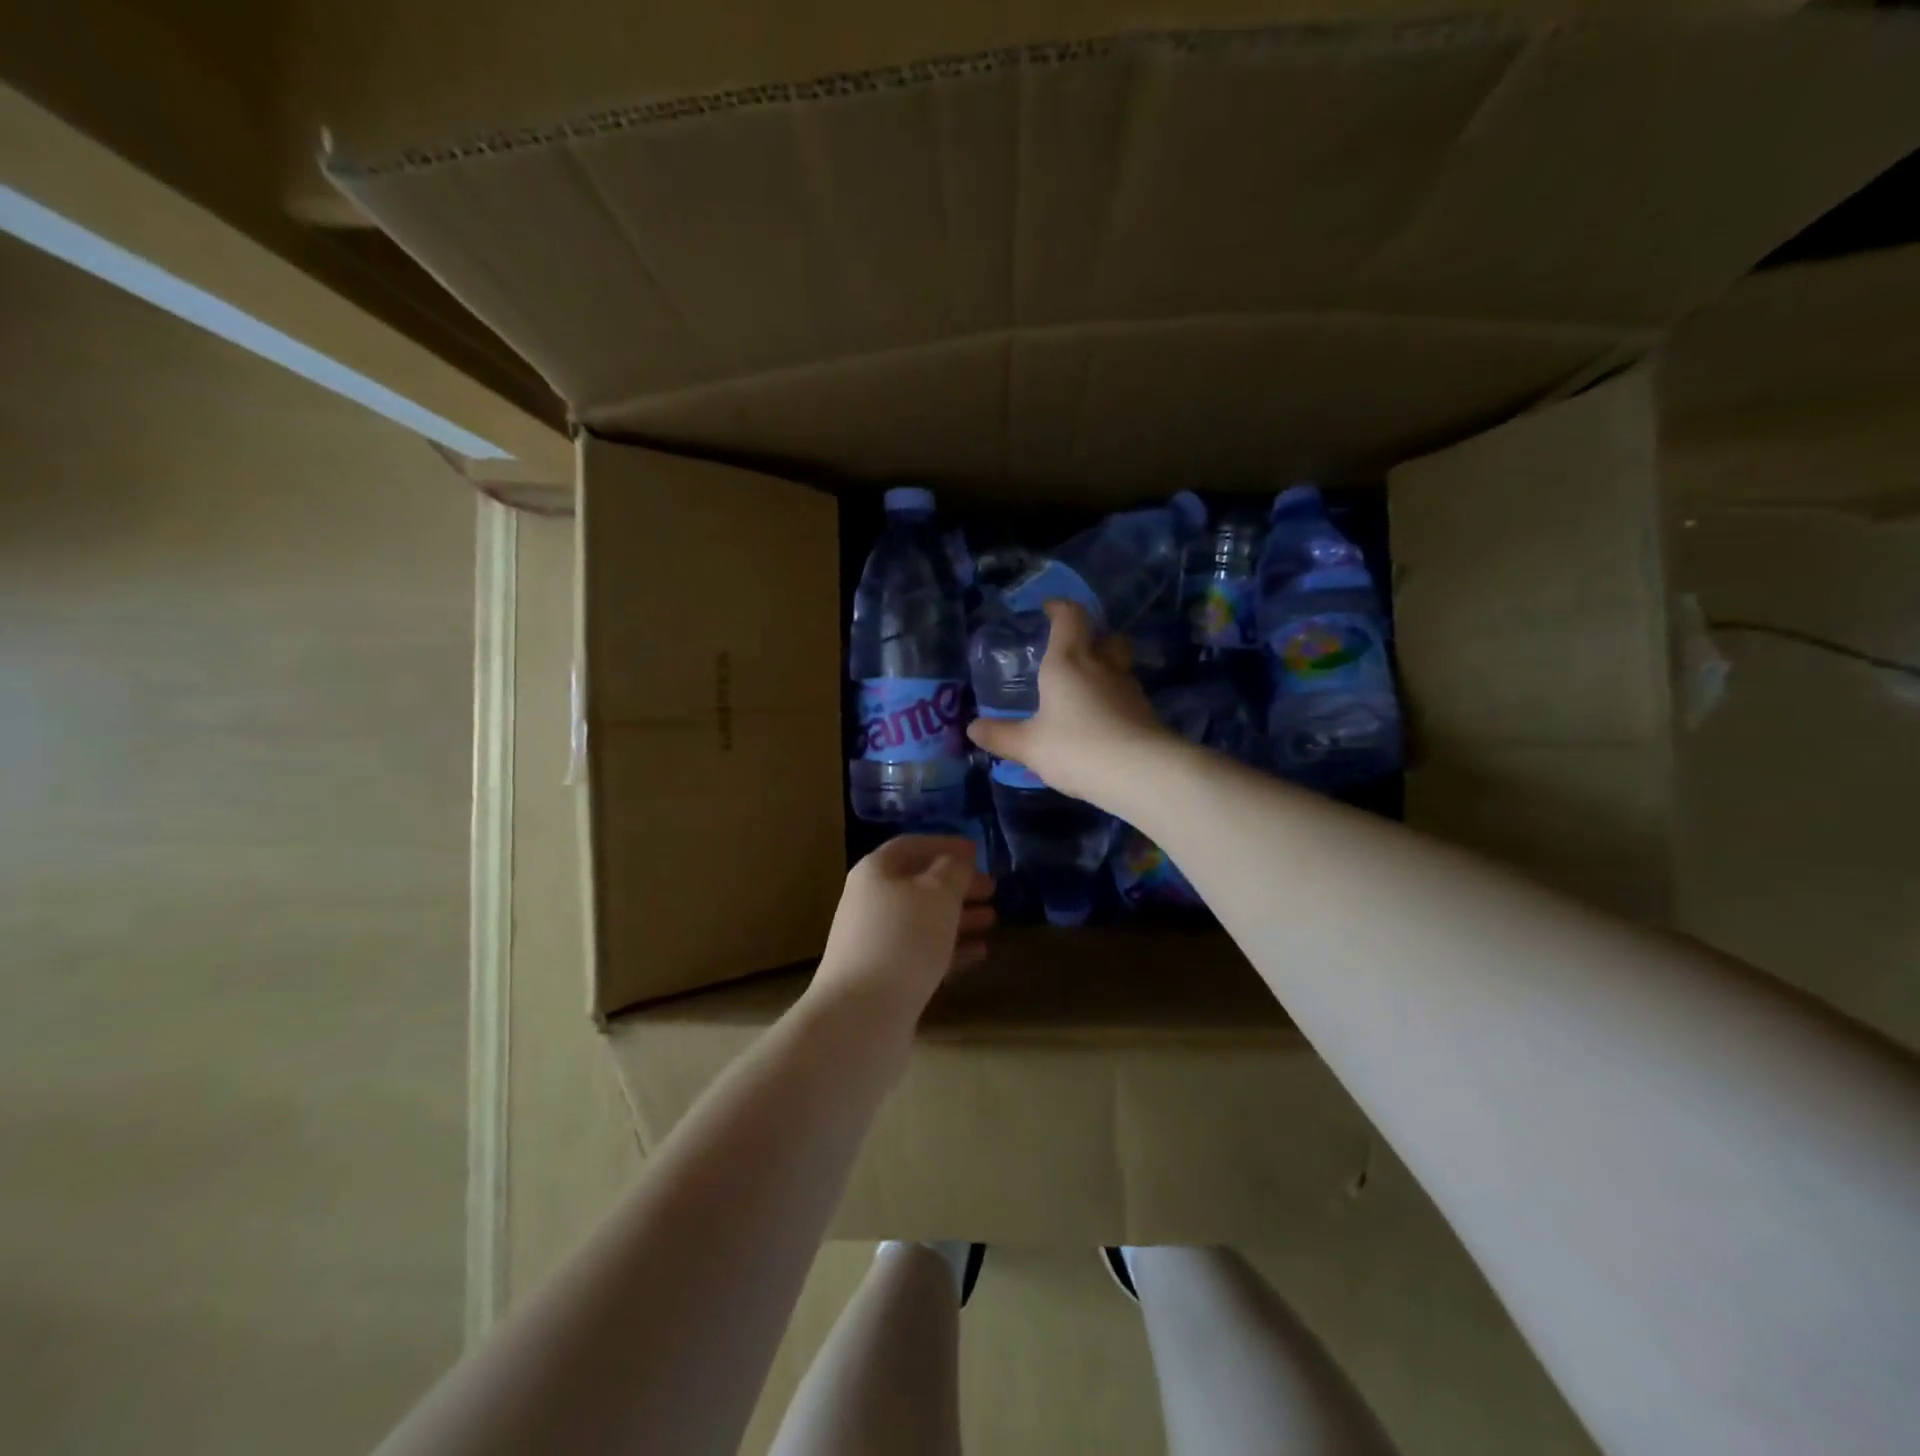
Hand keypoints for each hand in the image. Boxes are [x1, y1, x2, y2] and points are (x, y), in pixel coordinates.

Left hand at [810, 836, 994, 1016]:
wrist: (862, 1016)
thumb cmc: (904, 939)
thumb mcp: (938, 893)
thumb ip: (953, 870)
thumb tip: (956, 862)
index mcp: (876, 871)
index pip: (912, 845)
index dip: (945, 845)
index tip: (978, 852)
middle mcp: (871, 901)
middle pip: (919, 884)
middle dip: (957, 884)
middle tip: (992, 889)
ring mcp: (875, 941)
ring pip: (923, 920)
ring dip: (959, 917)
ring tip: (993, 920)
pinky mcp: (885, 976)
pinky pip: (923, 951)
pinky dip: (951, 947)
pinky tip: (979, 953)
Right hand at [965, 599, 1175, 807]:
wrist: (1141, 774)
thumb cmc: (1076, 748)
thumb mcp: (1029, 746)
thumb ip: (1001, 735)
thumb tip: (972, 728)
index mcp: (1069, 662)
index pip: (1070, 617)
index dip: (1060, 607)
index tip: (1049, 608)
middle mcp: (1102, 667)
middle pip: (1105, 637)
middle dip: (1091, 638)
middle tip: (1071, 653)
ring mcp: (1129, 689)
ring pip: (1118, 667)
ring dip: (1102, 672)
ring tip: (1082, 693)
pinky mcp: (1146, 714)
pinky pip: (1125, 697)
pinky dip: (1112, 702)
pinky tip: (1099, 724)